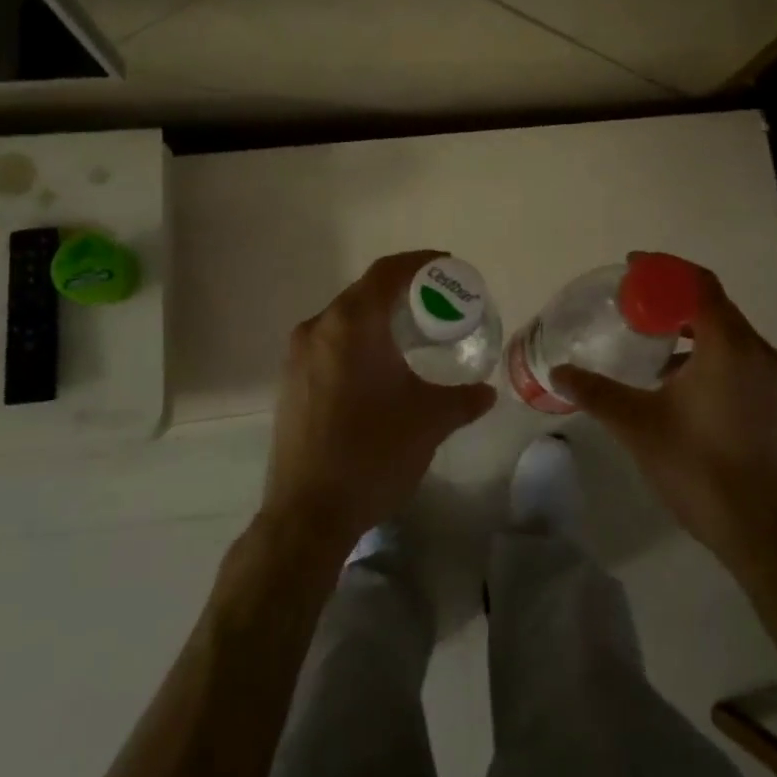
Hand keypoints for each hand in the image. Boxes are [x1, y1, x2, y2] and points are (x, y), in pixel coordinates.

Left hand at [263, 251, 496, 555]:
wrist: (308, 513)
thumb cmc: (373, 453)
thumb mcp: (429, 422)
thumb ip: (463, 399)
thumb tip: (487, 392)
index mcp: (352, 324)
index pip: (387, 272)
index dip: (420, 262)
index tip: (447, 267)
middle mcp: (318, 328)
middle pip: (364, 292)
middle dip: (401, 291)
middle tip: (436, 303)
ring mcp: (296, 356)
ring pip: (343, 319)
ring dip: (377, 317)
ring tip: (411, 334)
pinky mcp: (289, 382)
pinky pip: (328, 343)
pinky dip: (356, 341)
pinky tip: (377, 367)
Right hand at [553, 264, 776, 570]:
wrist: (769, 534)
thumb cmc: (700, 468)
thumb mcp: (639, 427)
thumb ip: (597, 393)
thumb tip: (557, 372)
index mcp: (727, 345)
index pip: (698, 283)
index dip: (663, 269)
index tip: (631, 267)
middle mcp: (759, 351)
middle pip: (715, 306)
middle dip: (673, 300)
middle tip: (634, 307)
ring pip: (730, 336)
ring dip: (692, 331)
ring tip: (653, 347)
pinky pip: (743, 361)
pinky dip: (711, 356)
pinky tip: (683, 387)